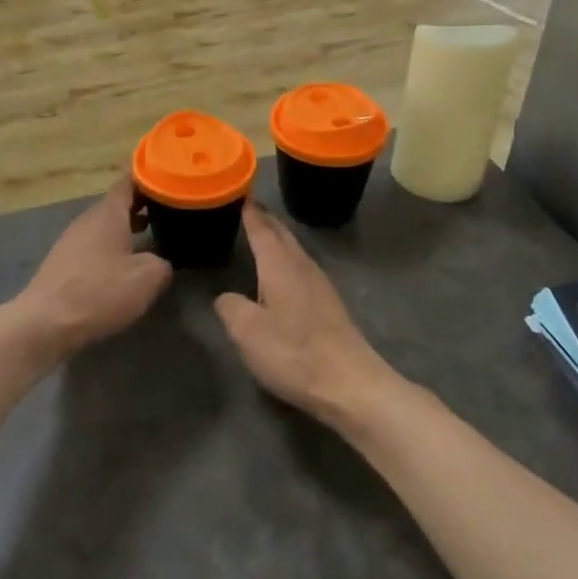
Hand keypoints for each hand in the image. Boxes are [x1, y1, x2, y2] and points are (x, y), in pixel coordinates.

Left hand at [13, 176, 171, 358]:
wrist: (45, 322)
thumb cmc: (100, 292)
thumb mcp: (147, 278)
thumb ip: (162, 263)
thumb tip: (160, 261)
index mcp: (108, 213)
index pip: (128, 181)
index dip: (148, 177)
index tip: (168, 177)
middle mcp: (87, 220)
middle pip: (116, 204)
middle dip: (141, 205)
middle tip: (168, 210)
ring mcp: (71, 241)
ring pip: (104, 226)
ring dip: (126, 228)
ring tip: (151, 236)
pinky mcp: (62, 263)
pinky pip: (93, 246)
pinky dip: (111, 248)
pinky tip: (122, 266)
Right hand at [214, 204, 401, 426]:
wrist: (350, 385)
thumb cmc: (294, 353)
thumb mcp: (247, 332)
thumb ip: (230, 307)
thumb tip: (226, 297)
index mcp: (280, 265)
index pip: (261, 228)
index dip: (249, 212)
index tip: (238, 193)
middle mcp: (302, 267)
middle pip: (282, 234)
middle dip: (265, 219)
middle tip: (247, 207)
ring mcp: (320, 285)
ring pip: (294, 250)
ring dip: (277, 238)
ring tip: (260, 233)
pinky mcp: (329, 305)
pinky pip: (301, 267)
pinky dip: (286, 259)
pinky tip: (281, 272)